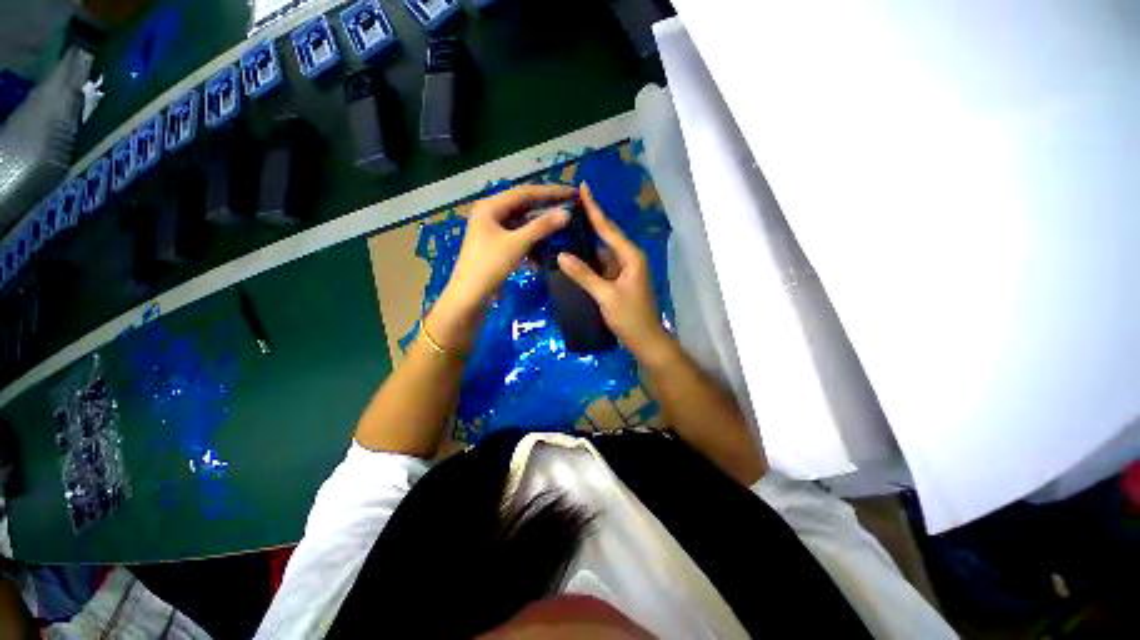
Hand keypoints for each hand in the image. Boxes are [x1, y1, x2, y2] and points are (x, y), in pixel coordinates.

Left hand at [427, 184, 575, 352]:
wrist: (468, 297)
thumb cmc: (489, 266)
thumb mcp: (517, 244)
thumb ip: (541, 227)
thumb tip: (565, 213)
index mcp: (491, 206)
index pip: (526, 192)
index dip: (550, 191)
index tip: (572, 192)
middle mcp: (491, 213)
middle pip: (524, 206)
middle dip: (546, 210)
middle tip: (569, 210)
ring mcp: (493, 230)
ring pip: (522, 224)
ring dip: (539, 231)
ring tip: (560, 233)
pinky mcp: (496, 245)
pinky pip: (518, 238)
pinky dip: (530, 245)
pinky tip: (540, 258)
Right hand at [557, 183, 670, 357]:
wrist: (645, 341)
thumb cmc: (630, 318)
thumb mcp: (606, 296)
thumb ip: (585, 275)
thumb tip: (562, 255)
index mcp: (631, 257)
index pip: (608, 228)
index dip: (594, 208)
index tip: (584, 187)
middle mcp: (628, 259)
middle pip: (606, 235)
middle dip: (589, 221)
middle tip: (568, 206)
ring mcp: (623, 271)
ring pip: (601, 251)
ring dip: (585, 242)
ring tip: (564, 228)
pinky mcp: (617, 281)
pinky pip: (600, 265)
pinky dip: (588, 260)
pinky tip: (573, 256)